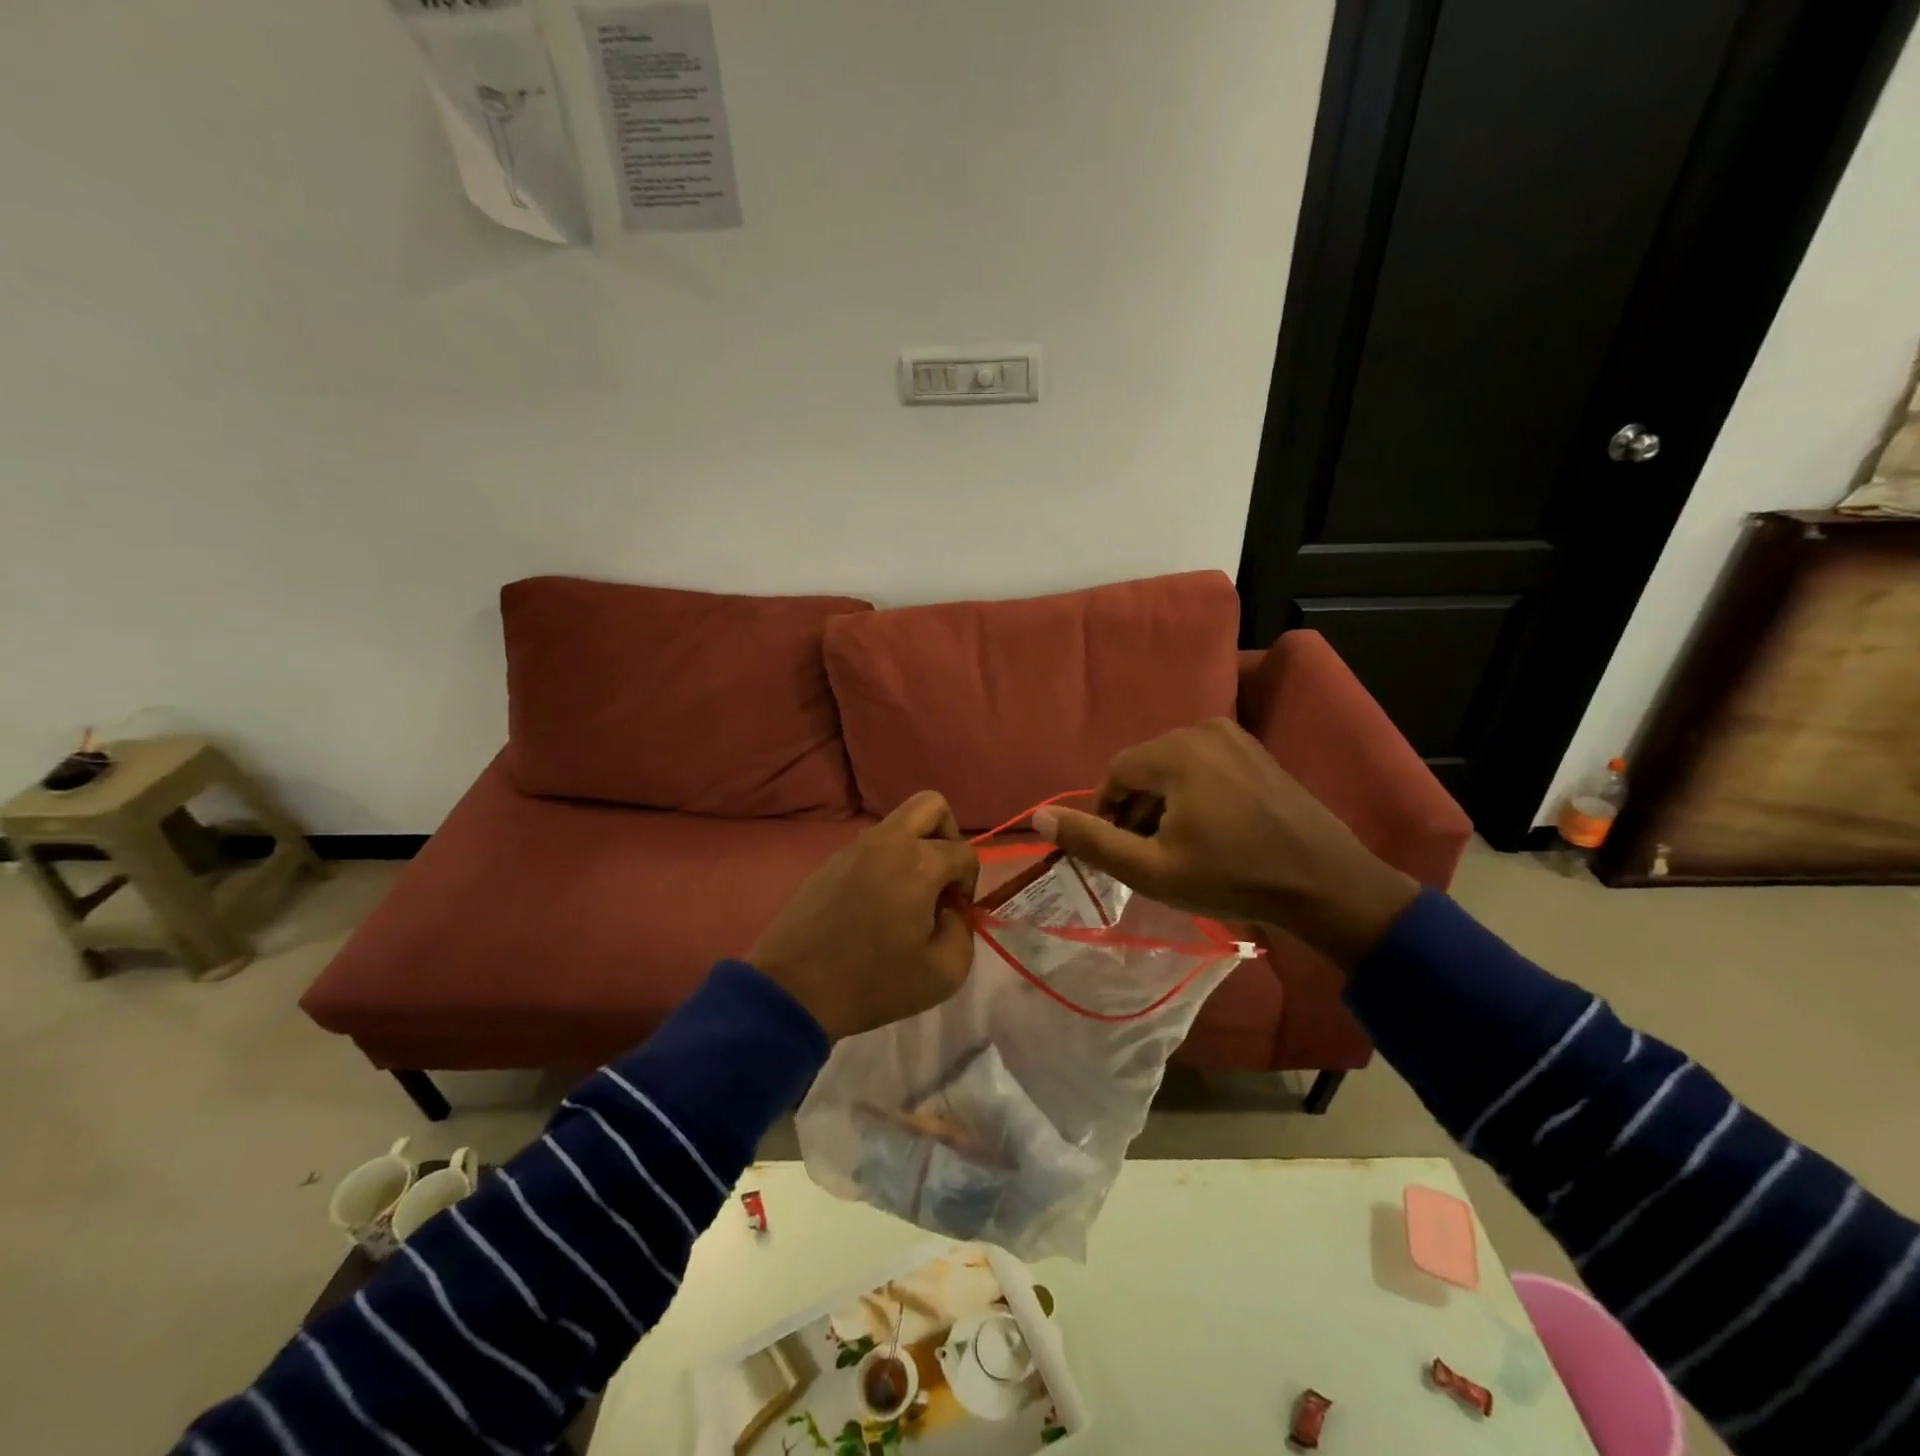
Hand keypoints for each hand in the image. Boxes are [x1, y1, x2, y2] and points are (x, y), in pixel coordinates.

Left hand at [750, 791, 980, 1039]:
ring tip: (908, 898)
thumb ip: (962, 931)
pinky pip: (870, 847)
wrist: (795, 992)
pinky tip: (876, 906)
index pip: (964, 852)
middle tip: (941, 878)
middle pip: (931, 805)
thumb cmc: (874, 983)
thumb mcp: (944, 972)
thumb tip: (949, 911)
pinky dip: (885, 863)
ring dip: (914, 849)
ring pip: (898, 824)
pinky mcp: (828, 863)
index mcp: (918, 862)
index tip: (955, 914)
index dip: (969, 883)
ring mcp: (852, 849)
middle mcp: (887, 842)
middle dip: (948, 836)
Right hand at [1030, 718, 1418, 968]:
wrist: (1327, 885)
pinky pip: (1206, 766)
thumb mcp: (1152, 870)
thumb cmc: (1233, 878)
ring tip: (1181, 848)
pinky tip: (1213, 832)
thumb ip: (1092, 841)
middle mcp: (1203, 730)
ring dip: (1166, 803)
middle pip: (1145, 767)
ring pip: (1175, 767)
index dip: (1109, 813)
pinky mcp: (1258, 753)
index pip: (1116, 772)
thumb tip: (1038, 817)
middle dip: (1138, 809)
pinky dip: (1195, 794)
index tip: (1122, 851)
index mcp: (1175, 751)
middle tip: (1152, 854)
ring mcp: (1236, 738)